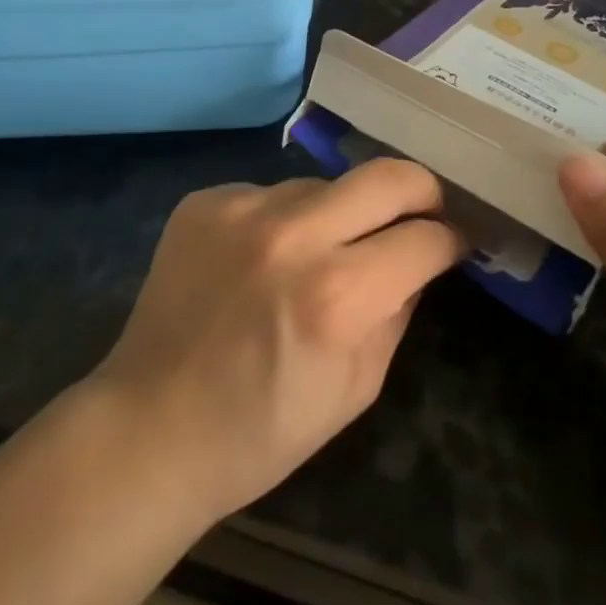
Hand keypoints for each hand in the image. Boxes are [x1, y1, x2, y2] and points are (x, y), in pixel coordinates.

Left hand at [91, 160, 461, 525]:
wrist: (150, 424)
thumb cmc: (263, 429)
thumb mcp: (357, 388)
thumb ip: (398, 310)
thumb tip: (420, 259)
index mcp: (338, 295)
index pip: (425, 237)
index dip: (452, 240)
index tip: (454, 242)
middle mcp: (292, 235)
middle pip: (387, 175)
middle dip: (420, 192)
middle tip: (421, 213)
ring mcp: (241, 208)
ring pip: (323, 185)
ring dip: (338, 213)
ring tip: (320, 252)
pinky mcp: (205, 200)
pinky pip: (268, 194)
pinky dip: (281, 220)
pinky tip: (261, 259)